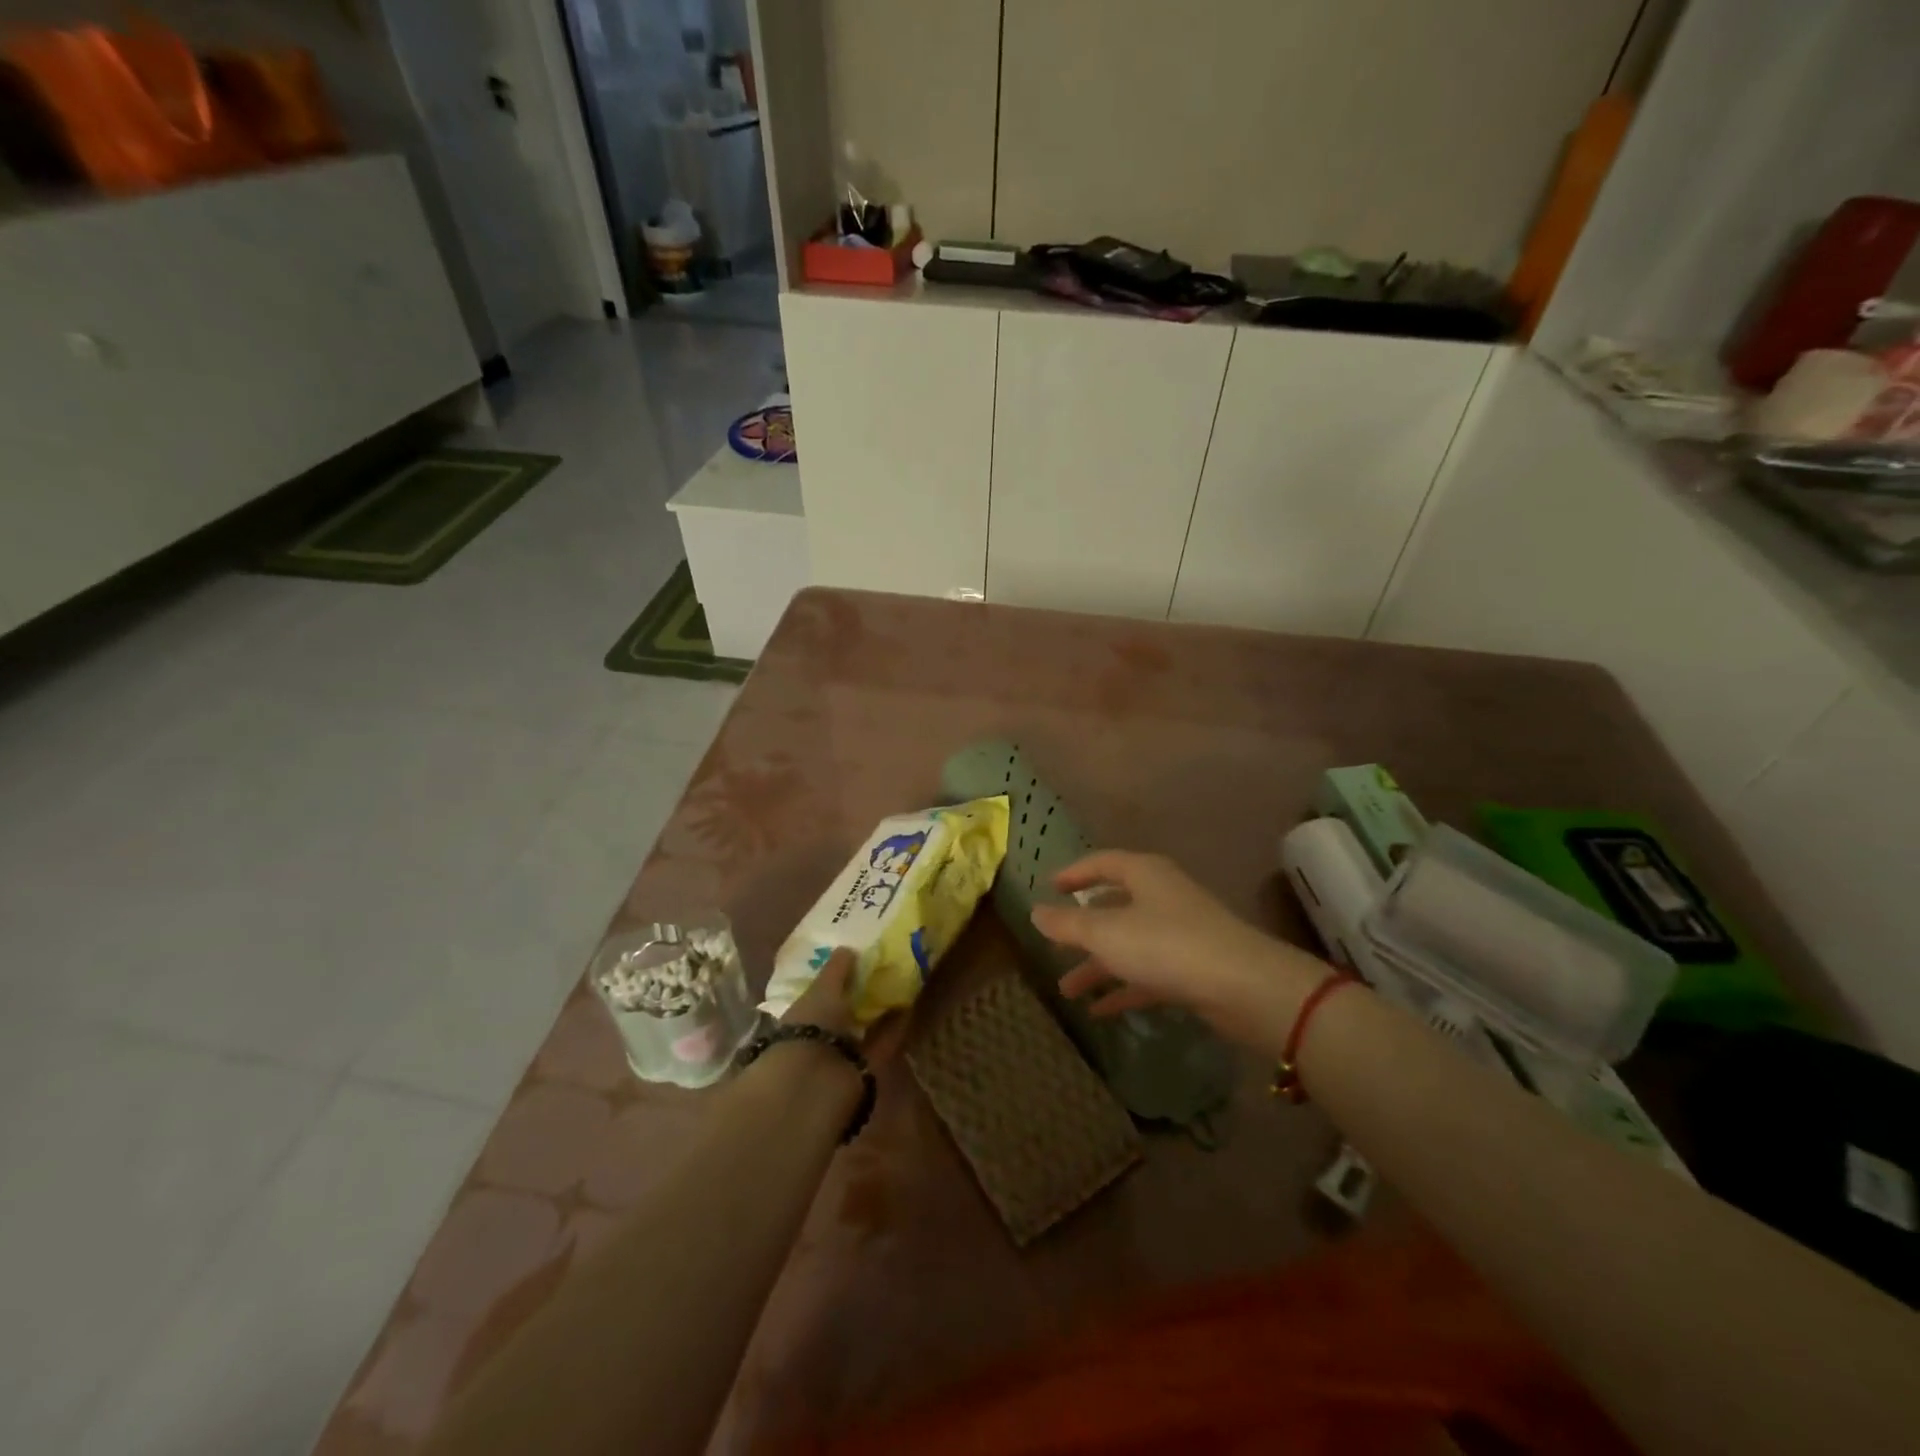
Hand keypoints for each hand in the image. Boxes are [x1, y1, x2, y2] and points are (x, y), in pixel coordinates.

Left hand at [780, 949, 906, 1062]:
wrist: (816, 1082)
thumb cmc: (811, 1026)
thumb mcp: (822, 990)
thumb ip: (836, 970)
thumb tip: (848, 948)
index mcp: (803, 1014)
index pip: (822, 992)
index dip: (839, 976)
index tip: (860, 956)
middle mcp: (823, 1034)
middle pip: (846, 1011)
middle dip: (863, 993)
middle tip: (888, 966)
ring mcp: (845, 1054)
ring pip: (866, 1028)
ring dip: (882, 1010)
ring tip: (905, 982)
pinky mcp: (868, 1069)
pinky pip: (883, 1043)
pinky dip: (896, 1027)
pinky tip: (912, 1004)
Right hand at [1029, 850, 1325, 1047]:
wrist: (1243, 987)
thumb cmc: (1166, 945)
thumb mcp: (1106, 933)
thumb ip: (1068, 924)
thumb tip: (1036, 912)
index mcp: (1144, 875)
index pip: (1103, 863)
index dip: (1074, 873)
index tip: (1050, 886)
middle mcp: (1163, 897)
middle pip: (1114, 906)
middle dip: (1082, 929)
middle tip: (1054, 945)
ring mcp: (1180, 933)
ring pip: (1129, 944)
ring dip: (1098, 965)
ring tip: (1067, 989)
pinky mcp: (1193, 968)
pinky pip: (1148, 973)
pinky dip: (1124, 988)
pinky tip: (1100, 1010)